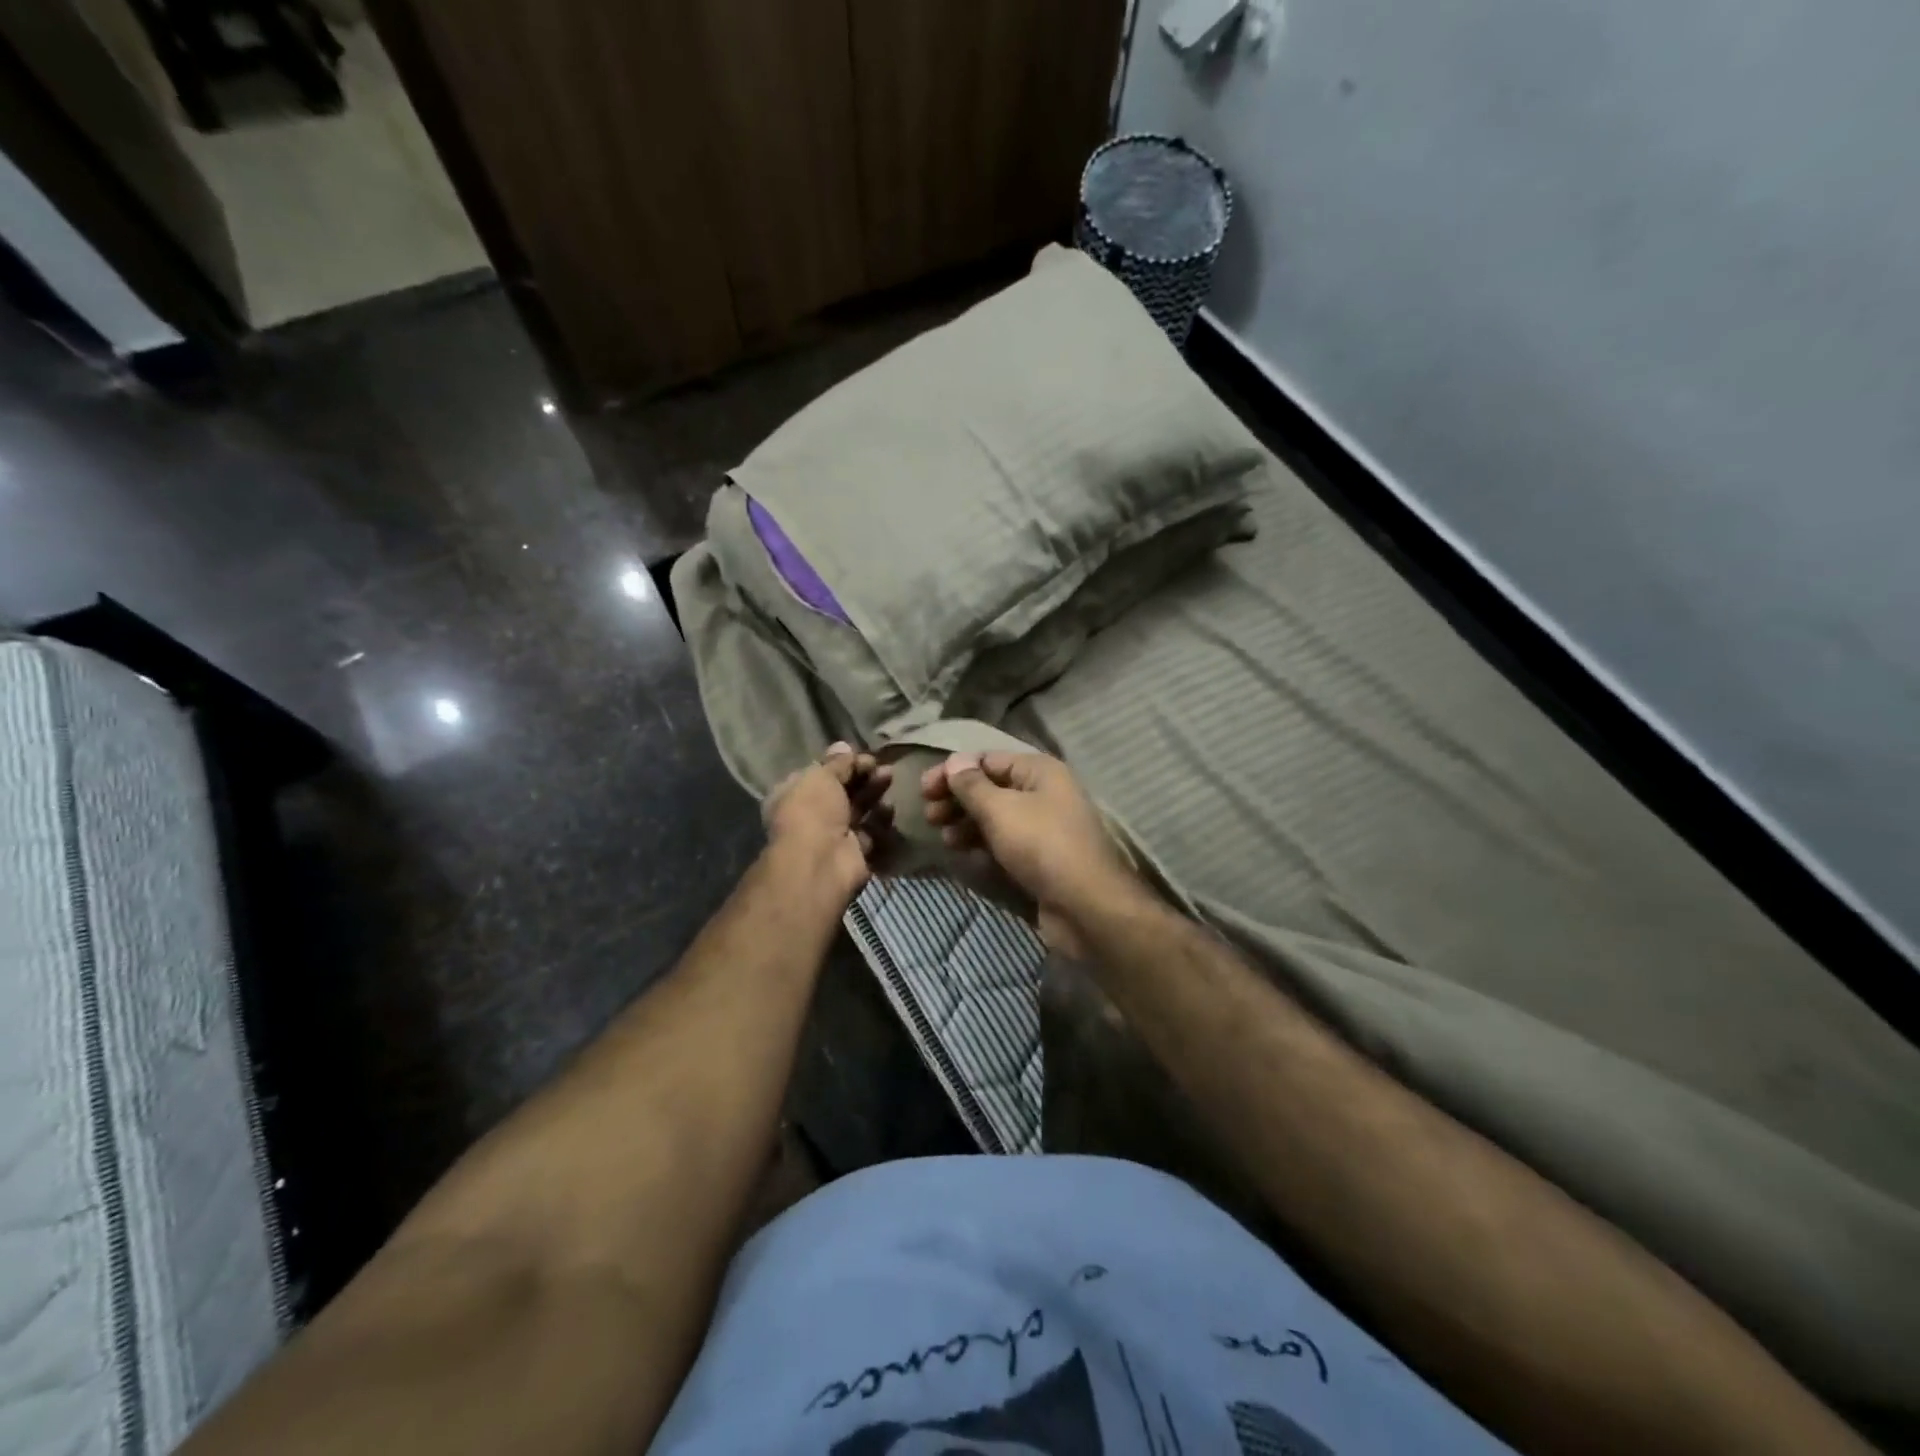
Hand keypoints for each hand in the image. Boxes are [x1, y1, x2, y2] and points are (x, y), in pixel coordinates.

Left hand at [764, 743, 893, 902]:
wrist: (821, 863)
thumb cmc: (812, 812)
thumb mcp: (821, 777)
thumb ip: (836, 763)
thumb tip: (843, 746)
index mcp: (793, 795)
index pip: (819, 775)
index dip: (841, 764)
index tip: (862, 756)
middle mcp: (811, 815)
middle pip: (841, 791)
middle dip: (862, 776)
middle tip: (882, 766)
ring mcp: (833, 836)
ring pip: (857, 809)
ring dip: (874, 793)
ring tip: (890, 778)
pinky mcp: (854, 853)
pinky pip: (870, 832)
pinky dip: (880, 820)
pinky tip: (890, 807)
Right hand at [921, 751, 1139, 951]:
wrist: (1086, 905)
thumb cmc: (1041, 845)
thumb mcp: (1000, 809)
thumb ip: (972, 785)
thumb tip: (955, 761)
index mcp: (1039, 771)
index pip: (988, 759)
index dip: (954, 771)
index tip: (923, 790)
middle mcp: (1044, 793)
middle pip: (991, 788)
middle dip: (958, 799)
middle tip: (929, 816)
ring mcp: (1044, 827)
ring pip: (996, 817)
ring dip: (966, 824)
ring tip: (944, 838)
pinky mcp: (1040, 858)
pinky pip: (1005, 843)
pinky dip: (983, 845)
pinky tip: (964, 855)